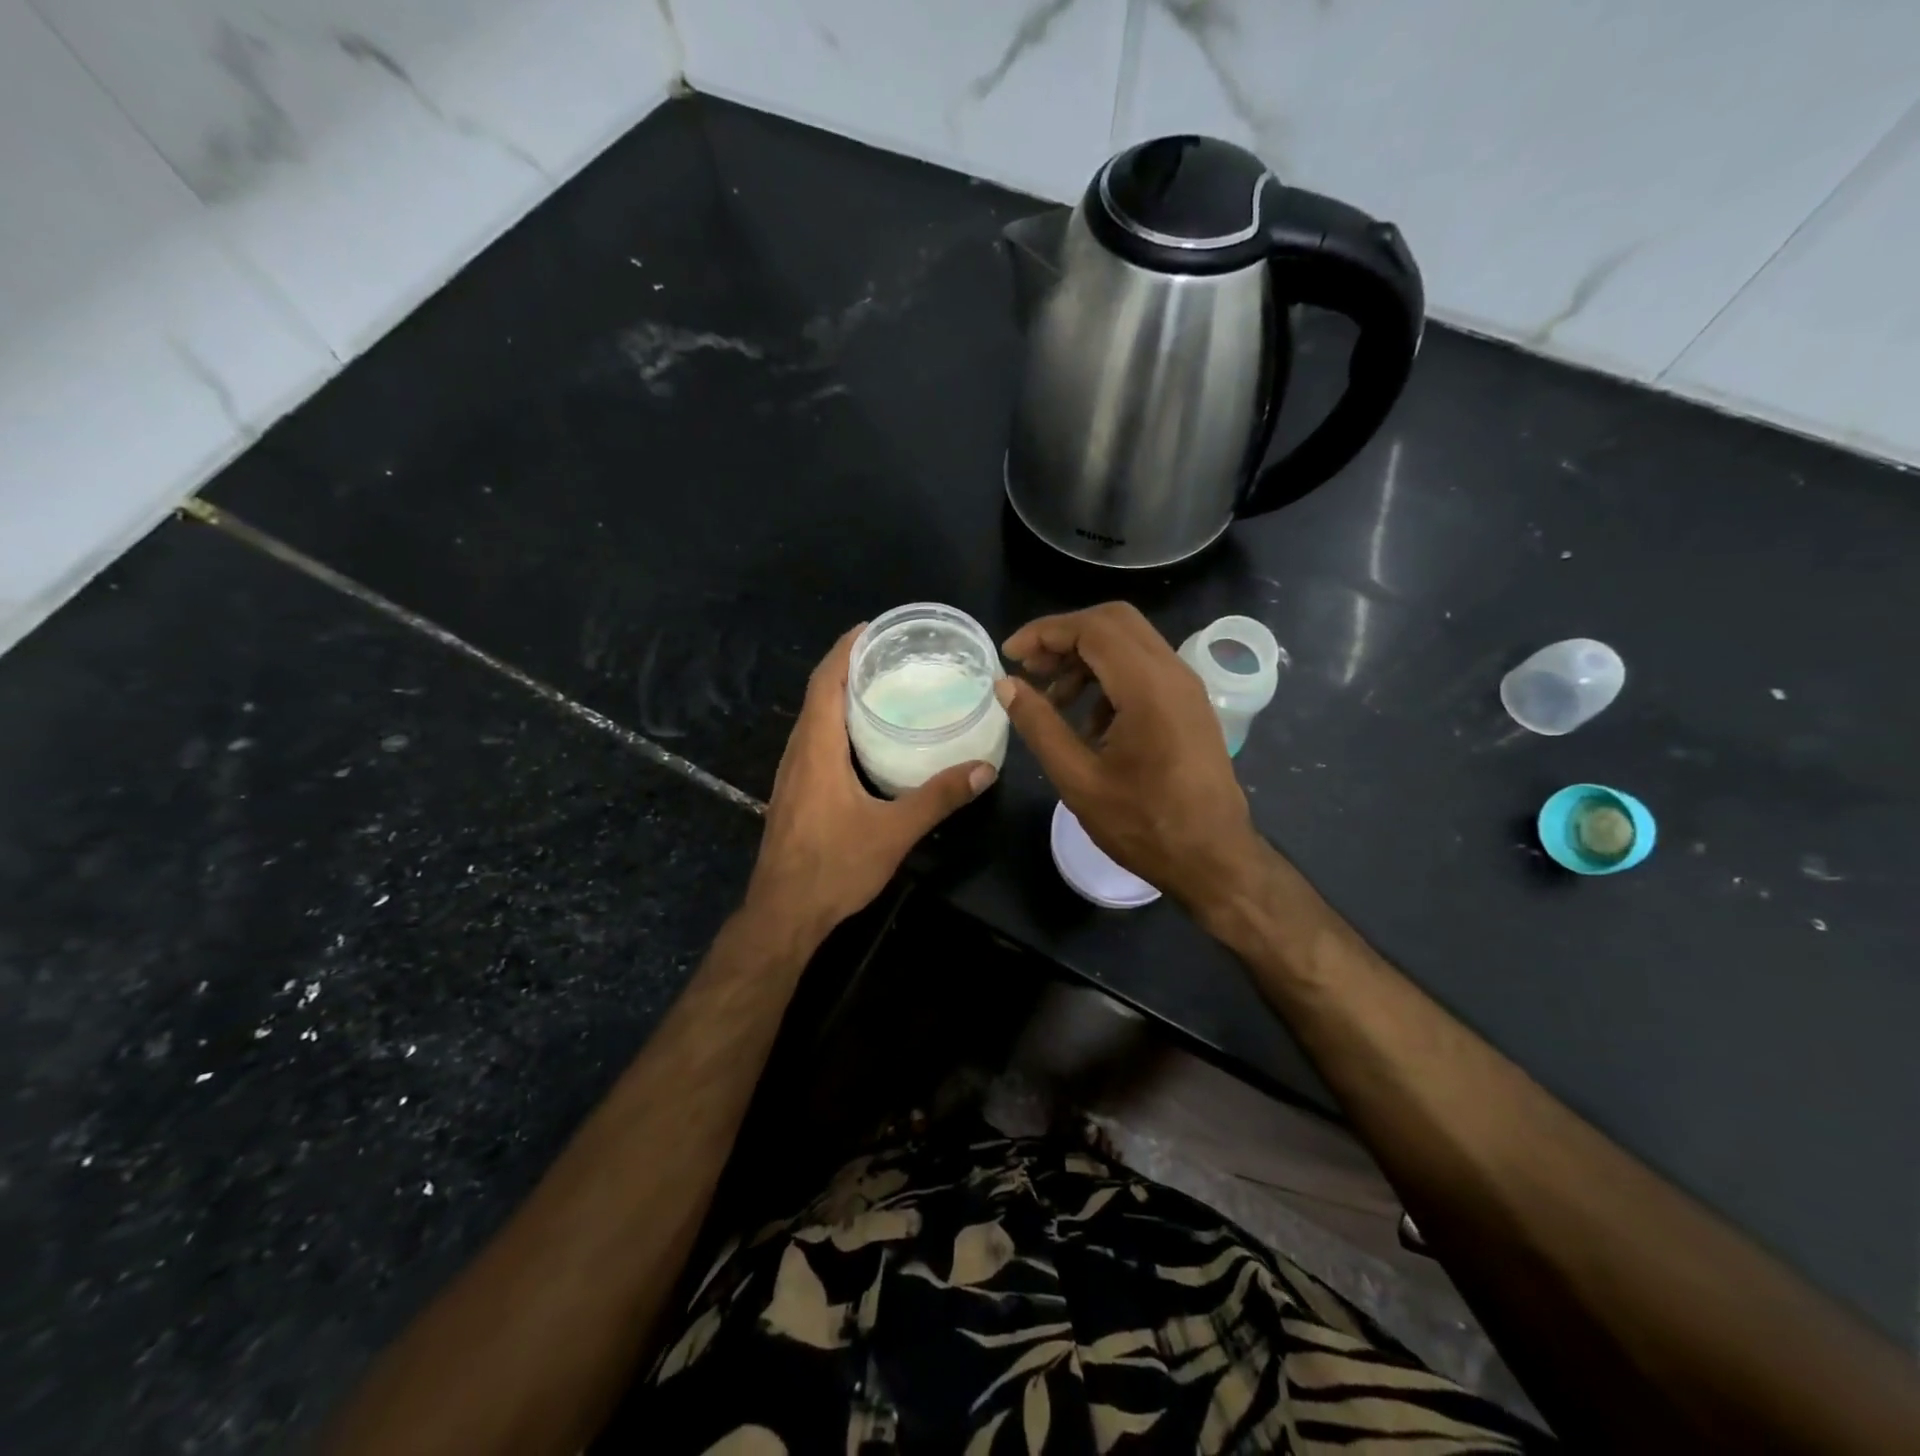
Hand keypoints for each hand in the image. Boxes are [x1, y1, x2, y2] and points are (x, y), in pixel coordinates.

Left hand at [746, 625, 996, 939]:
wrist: (783, 914)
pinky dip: (836, 725)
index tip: (870, 627)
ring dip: (839, 696)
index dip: (844, 650)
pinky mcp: (793, 794)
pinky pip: (813, 743)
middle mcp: (798, 753)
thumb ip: (938, 798)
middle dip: (846, 667)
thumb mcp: (893, 832)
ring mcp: (791, 775)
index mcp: (817, 749)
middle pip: (817, 695)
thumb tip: (983, 769)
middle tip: (888, 655)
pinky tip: (863, 741)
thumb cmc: (834, 867)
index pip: (825, 682)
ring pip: (813, 721)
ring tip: (879, 688)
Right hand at [997, 602, 1265, 916]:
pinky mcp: (1190, 705)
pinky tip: (1089, 723)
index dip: (1044, 633)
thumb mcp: (1078, 779)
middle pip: (1114, 622)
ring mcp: (1187, 688)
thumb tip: (1006, 684)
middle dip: (1065, 637)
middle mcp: (1173, 673)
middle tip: (1030, 668)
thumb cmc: (1144, 825)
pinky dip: (1109, 677)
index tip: (1009, 656)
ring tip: (1053, 698)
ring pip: (1130, 643)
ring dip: (1086, 658)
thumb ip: (1039, 724)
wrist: (1215, 860)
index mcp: (1148, 687)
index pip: (1092, 628)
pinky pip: (1145, 669)